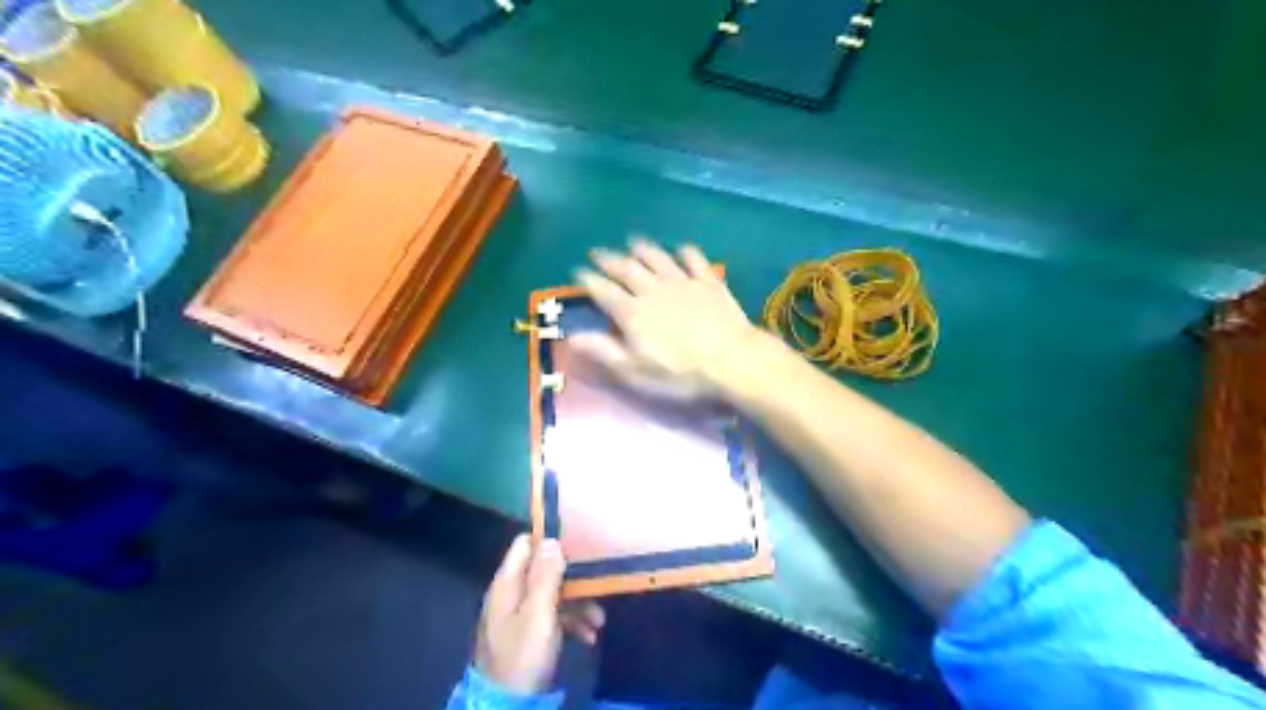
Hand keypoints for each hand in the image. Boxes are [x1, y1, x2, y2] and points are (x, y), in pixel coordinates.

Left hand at [478, 538, 603, 694]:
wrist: (507, 705)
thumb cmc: (523, 654)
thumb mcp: (538, 613)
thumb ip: (545, 576)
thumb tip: (552, 539)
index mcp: (508, 583)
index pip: (525, 544)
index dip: (549, 541)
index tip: (577, 544)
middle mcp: (512, 594)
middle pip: (543, 570)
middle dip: (573, 578)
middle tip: (597, 584)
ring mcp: (519, 615)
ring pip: (553, 595)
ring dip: (578, 603)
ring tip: (598, 620)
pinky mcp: (528, 634)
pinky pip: (553, 617)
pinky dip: (571, 622)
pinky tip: (588, 635)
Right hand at [577, 239, 766, 399]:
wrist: (731, 359)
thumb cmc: (681, 372)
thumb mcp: (636, 371)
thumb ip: (604, 351)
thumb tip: (572, 337)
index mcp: (632, 312)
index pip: (603, 291)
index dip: (588, 280)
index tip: (578, 272)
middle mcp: (653, 289)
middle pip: (627, 269)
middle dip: (609, 260)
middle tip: (598, 253)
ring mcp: (682, 282)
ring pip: (657, 258)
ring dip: (643, 249)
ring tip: (633, 243)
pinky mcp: (708, 282)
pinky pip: (694, 260)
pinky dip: (685, 252)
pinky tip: (682, 250)